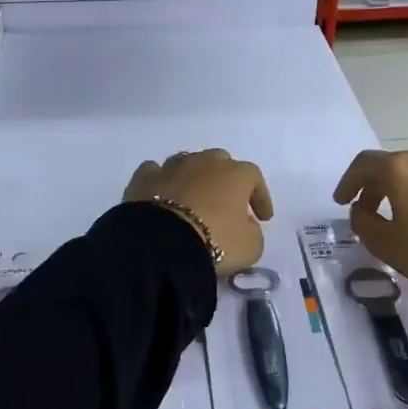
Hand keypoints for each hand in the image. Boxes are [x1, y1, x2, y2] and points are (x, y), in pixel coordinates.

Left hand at [124, 149, 272, 273]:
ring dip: (194, 178)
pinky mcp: (144, 178)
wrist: (162, 244)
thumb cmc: (216, 241)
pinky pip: (156, 172)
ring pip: (187, 163)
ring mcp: (172, 166)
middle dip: (226, 180)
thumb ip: (253, 232)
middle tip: (227, 203)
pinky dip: (161, 182)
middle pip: (220, 162)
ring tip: (194, 198)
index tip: (263, 218)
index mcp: (235, 173)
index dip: (261, 197)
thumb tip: (245, 226)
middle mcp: (204, 161)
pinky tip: (162, 194)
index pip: (255, 178)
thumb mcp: (250, 246)